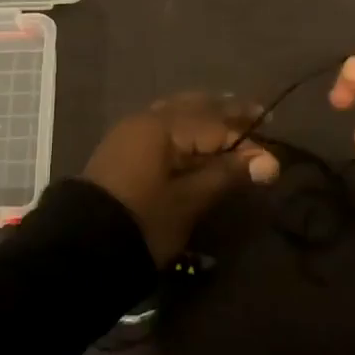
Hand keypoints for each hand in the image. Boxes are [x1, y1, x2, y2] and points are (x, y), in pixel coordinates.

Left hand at [83, 94, 280, 266]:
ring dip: (207, 117)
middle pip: (196, 107)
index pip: (216, 123)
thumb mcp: (190, 200)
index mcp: (163, 126)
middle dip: (227, 113)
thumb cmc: (144, 221)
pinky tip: (200, 139)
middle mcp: (146, 118)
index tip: (273, 145)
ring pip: (178, 113)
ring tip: (233, 125)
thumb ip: (227, 174)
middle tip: (258, 117)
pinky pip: (164, 126)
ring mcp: (132, 131)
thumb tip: (269, 161)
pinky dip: (187, 129)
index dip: (247, 137)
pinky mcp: (124, 147)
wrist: (82, 247)